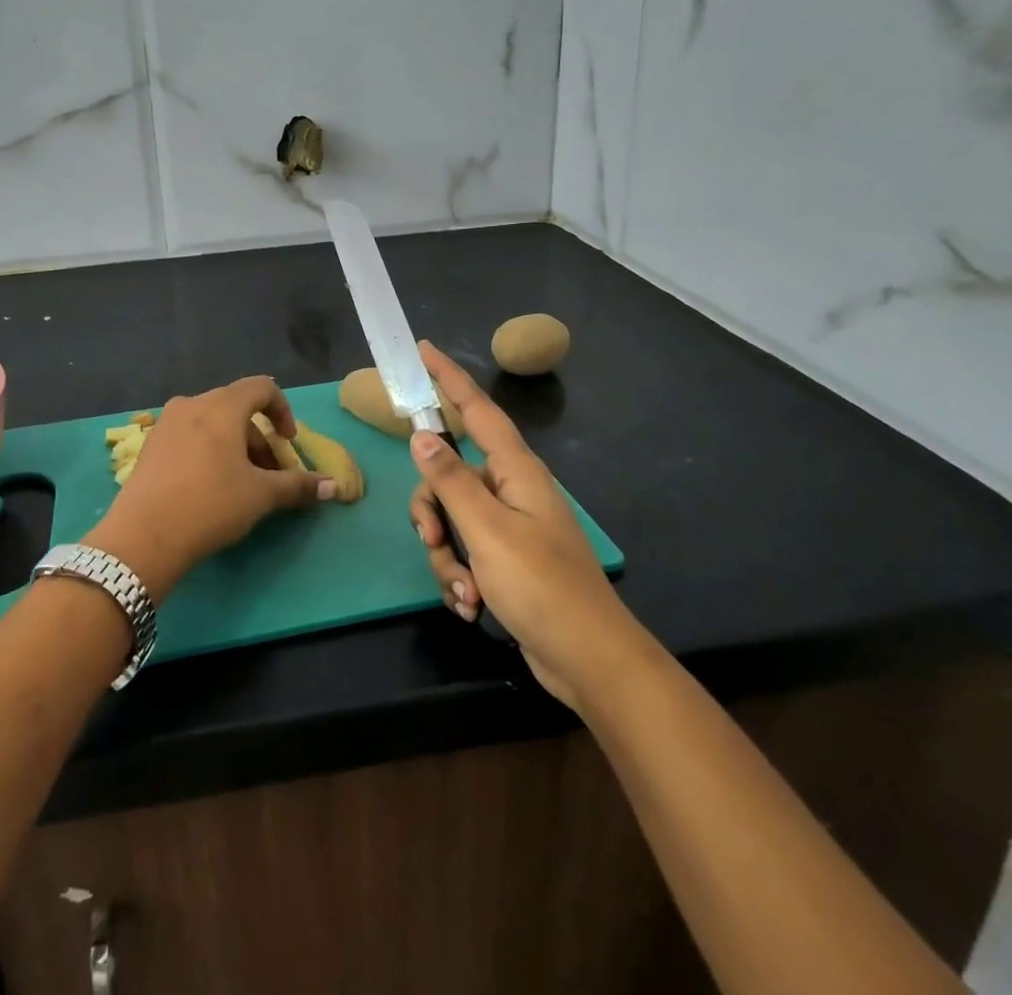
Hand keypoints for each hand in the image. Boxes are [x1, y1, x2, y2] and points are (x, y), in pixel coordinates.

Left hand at [86, 376, 333, 602]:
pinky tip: (210, 486)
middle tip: (270, 474)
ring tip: (242, 484)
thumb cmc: (210, 504)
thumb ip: (298, 486)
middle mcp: (192, 404)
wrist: (143, 536)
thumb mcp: (260, 496)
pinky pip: (190, 436)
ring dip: (235, 446)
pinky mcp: (150, 446)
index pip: (262, 388)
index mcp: (222, 406)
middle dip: (260, 438)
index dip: (283, 411)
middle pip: (237, 408)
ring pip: (212, 423)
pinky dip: (209, 450)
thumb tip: (334, 487)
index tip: (288, 443)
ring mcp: (166, 423)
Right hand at [409, 343, 629, 708]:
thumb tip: (422, 435)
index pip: (477, 410)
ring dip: (446, 556)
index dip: (450, 378)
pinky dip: (458, 576)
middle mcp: (510, 490)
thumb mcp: (487, 531)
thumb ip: (450, 480)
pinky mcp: (504, 560)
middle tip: (434, 540)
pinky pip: (464, 551)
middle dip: (432, 511)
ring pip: (451, 519)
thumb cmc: (542, 586)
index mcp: (515, 470)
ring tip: (464, 592)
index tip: (424, 350)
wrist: (589, 660)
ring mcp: (508, 526)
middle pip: (448, 476)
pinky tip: (471, 605)